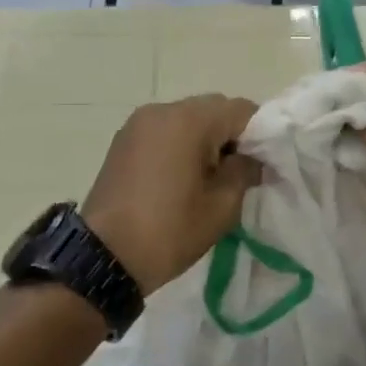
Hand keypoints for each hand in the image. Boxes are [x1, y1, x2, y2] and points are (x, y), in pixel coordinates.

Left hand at [83, 95, 259, 296]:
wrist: (103, 256)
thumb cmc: (169, 231)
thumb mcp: (221, 206)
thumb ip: (245, 171)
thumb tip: (253, 158)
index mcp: (189, 120)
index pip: (241, 110)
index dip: (260, 135)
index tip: (263, 165)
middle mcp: (162, 110)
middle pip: (213, 109)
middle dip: (231, 135)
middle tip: (237, 173)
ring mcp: (138, 123)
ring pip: (187, 118)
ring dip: (205, 139)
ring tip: (207, 178)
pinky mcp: (124, 139)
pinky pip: (165, 130)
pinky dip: (180, 144)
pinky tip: (180, 178)